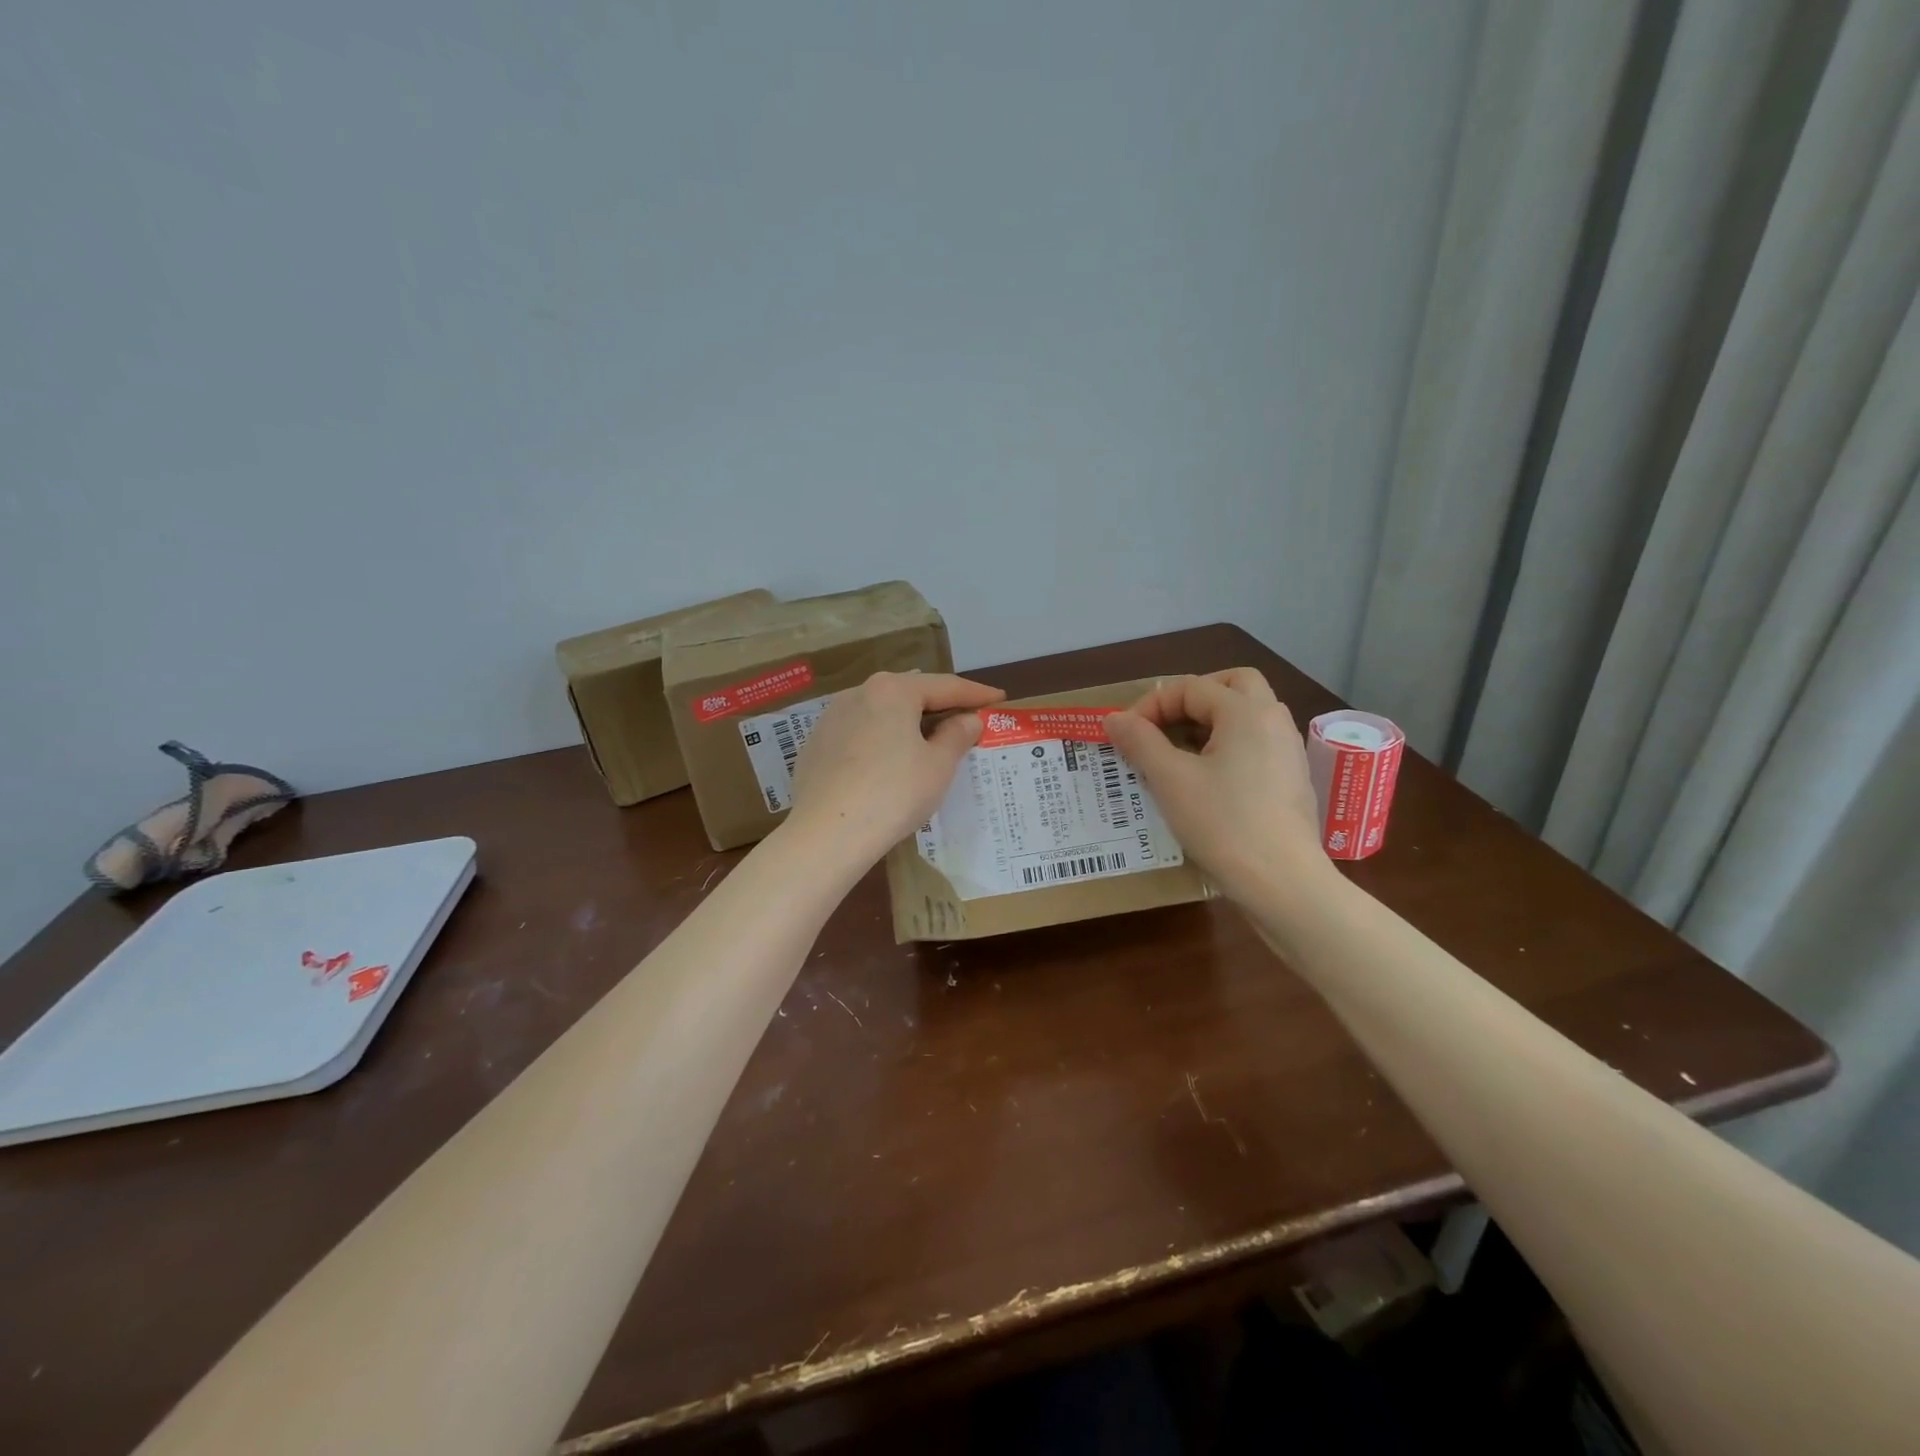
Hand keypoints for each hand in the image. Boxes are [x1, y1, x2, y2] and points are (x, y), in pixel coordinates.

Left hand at [787, 671, 1005, 869]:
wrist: (826, 834)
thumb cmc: (893, 794)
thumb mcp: (938, 766)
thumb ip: (957, 736)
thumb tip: (968, 719)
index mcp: (893, 690)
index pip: (944, 686)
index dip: (975, 693)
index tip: (997, 698)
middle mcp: (858, 693)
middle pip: (909, 693)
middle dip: (939, 705)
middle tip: (966, 717)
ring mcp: (831, 718)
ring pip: (881, 712)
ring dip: (908, 721)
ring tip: (929, 736)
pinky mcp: (816, 745)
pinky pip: (860, 733)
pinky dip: (882, 739)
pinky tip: (889, 760)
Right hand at [1106, 669, 1328, 906]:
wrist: (1282, 882)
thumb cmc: (1223, 824)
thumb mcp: (1170, 780)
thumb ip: (1140, 741)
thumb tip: (1113, 718)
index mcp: (1246, 712)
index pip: (1191, 687)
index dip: (1151, 705)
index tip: (1126, 735)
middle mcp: (1274, 720)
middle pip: (1233, 685)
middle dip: (1193, 697)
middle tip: (1164, 724)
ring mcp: (1288, 751)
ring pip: (1247, 715)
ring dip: (1210, 722)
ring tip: (1178, 752)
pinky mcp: (1291, 780)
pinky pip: (1256, 743)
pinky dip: (1227, 745)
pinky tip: (1205, 780)